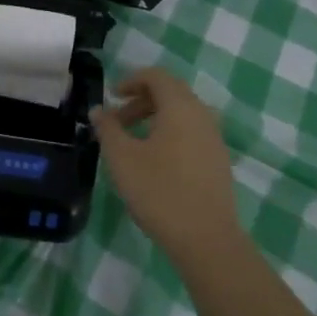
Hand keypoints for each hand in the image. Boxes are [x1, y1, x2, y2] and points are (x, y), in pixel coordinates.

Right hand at [91, 68, 241, 265]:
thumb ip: (108, 129)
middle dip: (142, 100)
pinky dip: (171, 134)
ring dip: (156, 118)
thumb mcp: (122, 159)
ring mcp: (214, 138)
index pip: (157, 76)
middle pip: (171, 93)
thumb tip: (98, 110)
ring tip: (134, 143)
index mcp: (180, 107)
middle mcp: (202, 115)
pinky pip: (192, 133)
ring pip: (183, 114)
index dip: (132, 80)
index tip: (112, 97)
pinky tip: (156, 162)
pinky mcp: (218, 160)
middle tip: (118, 122)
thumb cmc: (159, 191)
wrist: (206, 239)